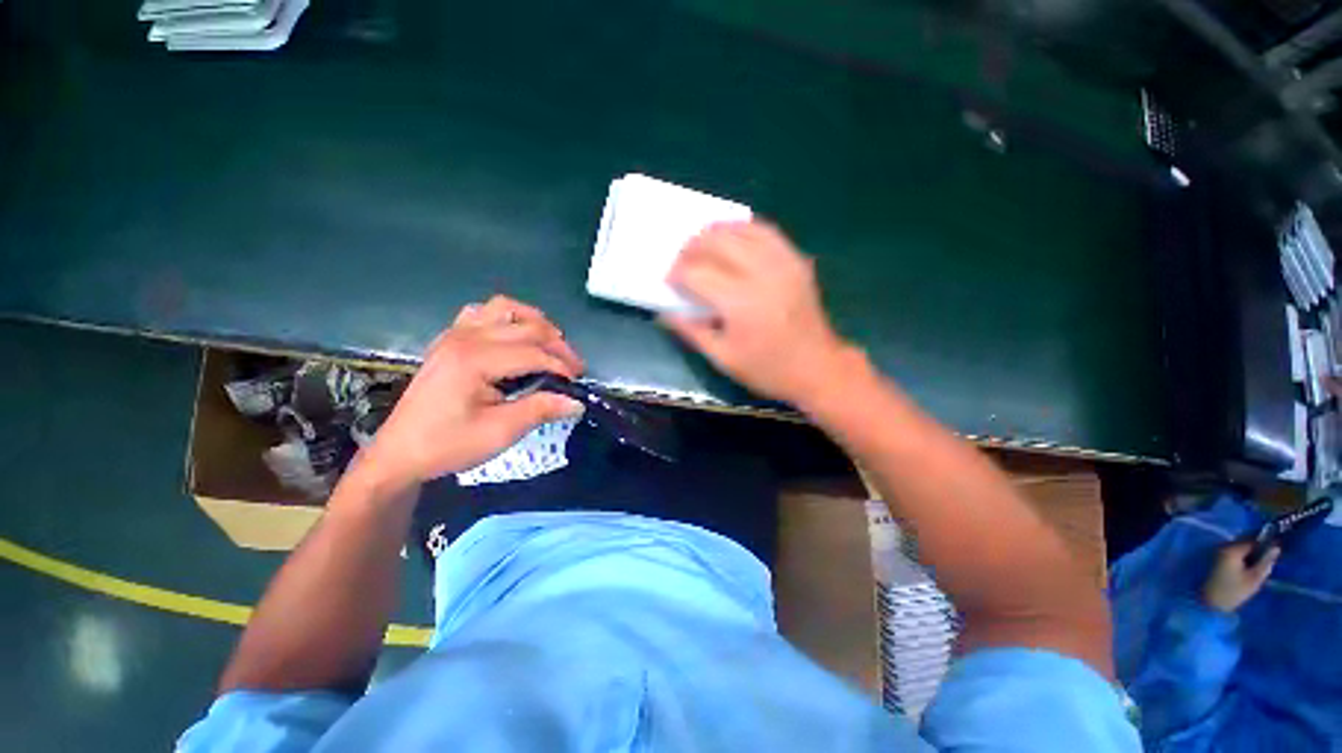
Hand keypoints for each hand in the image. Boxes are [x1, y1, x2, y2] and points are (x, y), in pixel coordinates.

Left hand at [364, 296, 584, 488]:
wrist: (400, 453)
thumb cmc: (448, 445)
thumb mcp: (500, 432)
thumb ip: (541, 410)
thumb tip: (576, 402)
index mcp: (475, 360)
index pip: (533, 352)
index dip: (562, 366)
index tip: (578, 383)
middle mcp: (465, 337)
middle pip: (526, 326)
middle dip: (557, 344)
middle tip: (574, 367)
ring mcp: (455, 334)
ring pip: (505, 308)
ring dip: (534, 322)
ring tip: (550, 344)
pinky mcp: (450, 339)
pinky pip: (482, 312)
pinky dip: (506, 318)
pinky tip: (515, 336)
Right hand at [662, 221, 853, 405]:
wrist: (818, 368)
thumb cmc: (767, 369)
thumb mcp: (723, 358)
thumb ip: (691, 331)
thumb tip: (665, 312)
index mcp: (740, 303)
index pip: (697, 273)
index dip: (677, 273)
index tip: (669, 281)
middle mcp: (761, 274)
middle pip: (717, 242)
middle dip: (692, 247)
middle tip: (681, 260)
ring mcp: (783, 263)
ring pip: (741, 229)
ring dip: (715, 232)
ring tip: (700, 244)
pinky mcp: (796, 260)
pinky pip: (766, 231)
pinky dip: (743, 229)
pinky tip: (732, 238)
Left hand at [1202, 542, 1278, 612]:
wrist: (1210, 602)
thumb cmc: (1233, 591)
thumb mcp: (1254, 578)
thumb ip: (1266, 562)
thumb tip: (1276, 548)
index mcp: (1232, 549)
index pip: (1254, 540)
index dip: (1267, 544)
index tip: (1278, 550)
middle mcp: (1223, 546)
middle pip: (1246, 543)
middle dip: (1259, 549)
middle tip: (1270, 560)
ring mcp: (1218, 552)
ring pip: (1241, 549)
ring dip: (1252, 554)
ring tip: (1261, 565)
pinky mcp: (1217, 560)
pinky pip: (1235, 554)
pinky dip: (1244, 558)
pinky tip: (1250, 568)